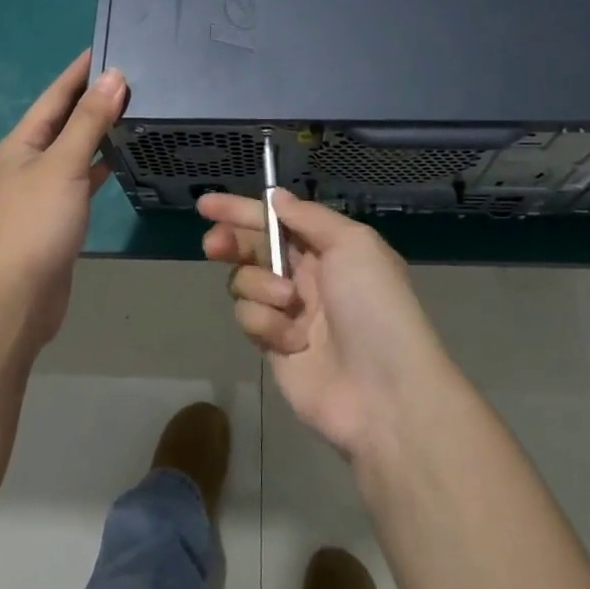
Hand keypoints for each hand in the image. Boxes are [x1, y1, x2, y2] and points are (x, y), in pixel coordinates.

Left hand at [0, 51, 127, 345]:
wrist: (17, 296)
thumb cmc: (35, 223)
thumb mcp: (64, 164)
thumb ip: (89, 121)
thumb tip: (114, 77)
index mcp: (22, 143)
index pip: (55, 95)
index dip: (80, 72)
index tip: (109, 48)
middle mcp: (30, 161)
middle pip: (65, 120)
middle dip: (94, 99)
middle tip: (134, 78)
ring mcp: (43, 191)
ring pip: (75, 150)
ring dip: (99, 131)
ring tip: (134, 111)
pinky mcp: (59, 217)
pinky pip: (82, 179)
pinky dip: (100, 166)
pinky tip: (121, 161)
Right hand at [199, 190, 452, 461]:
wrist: (383, 392)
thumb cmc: (373, 307)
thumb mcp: (353, 244)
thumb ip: (309, 217)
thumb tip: (275, 196)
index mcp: (328, 248)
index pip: (277, 219)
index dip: (241, 210)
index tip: (206, 205)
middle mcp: (306, 276)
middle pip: (253, 248)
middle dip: (231, 242)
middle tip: (215, 245)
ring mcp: (288, 312)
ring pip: (245, 282)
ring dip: (259, 287)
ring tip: (288, 304)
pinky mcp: (273, 345)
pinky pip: (249, 318)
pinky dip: (265, 324)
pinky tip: (291, 342)